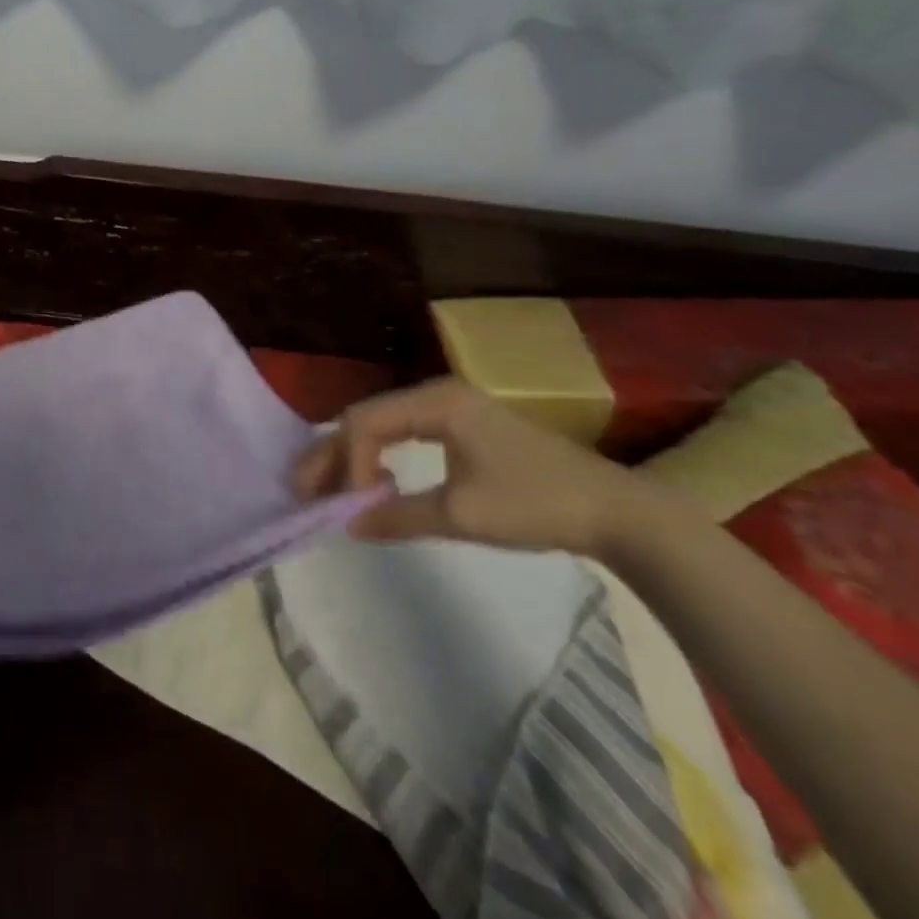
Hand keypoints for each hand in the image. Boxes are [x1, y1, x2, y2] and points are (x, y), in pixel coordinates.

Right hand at [292, 377, 639, 554]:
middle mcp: (435, 394)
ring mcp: (449, 408)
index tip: (347, 506)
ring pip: (381, 425)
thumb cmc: (537, 504)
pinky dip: (378, 456)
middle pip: (366, 418)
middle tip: (302, 489)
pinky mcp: (461, 427)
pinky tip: (373, 482)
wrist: (617, 513)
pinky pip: (402, 434)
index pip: (365, 421)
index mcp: (436, 401)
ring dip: (352, 456)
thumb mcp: (463, 515)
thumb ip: (399, 516)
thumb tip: (346, 524)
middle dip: (333, 455)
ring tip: (325, 488)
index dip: (346, 462)